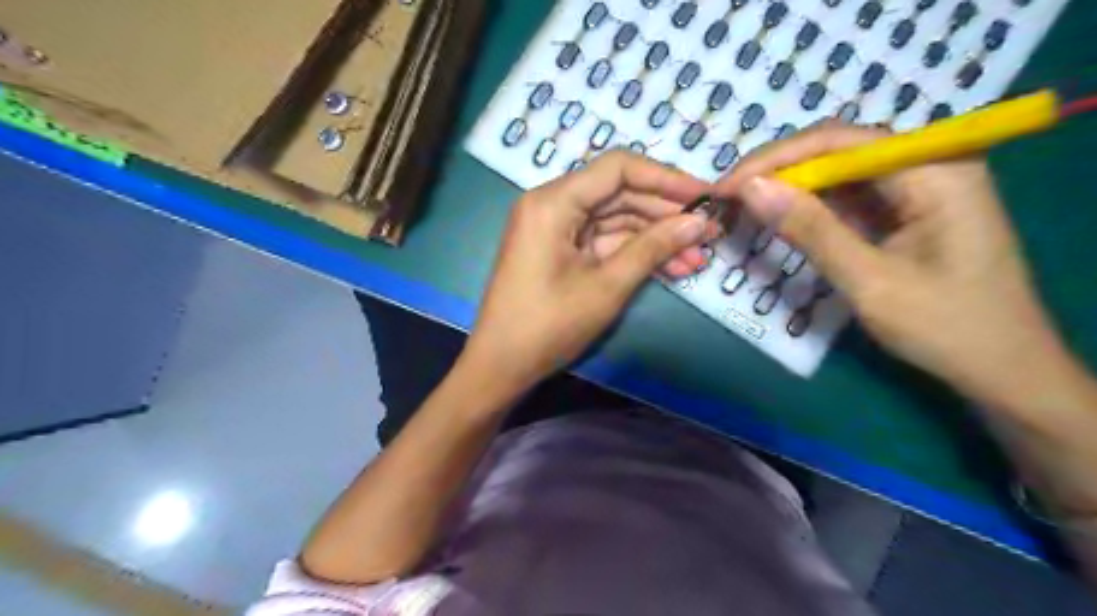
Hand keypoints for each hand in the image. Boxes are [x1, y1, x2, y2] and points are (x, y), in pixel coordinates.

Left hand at [461, 153, 722, 395]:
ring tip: (698, 257)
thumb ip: (653, 248)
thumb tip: (699, 223)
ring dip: (655, 238)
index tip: (705, 196)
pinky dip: (634, 253)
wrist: (502, 366)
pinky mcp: (561, 251)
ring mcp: (556, 229)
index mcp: (553, 201)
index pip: (618, 169)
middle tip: (710, 231)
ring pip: (616, 221)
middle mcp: (552, 205)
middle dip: (665, 214)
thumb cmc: (549, 325)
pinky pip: (604, 242)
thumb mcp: (607, 286)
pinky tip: (671, 267)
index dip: (666, 178)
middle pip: (619, 194)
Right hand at [721, 123, 1072, 405]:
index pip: (838, 142)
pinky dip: (811, 209)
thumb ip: (810, 229)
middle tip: (729, 199)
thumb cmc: (945, 327)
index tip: (727, 186)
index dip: (775, 160)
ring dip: (791, 190)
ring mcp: (919, 186)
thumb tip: (750, 189)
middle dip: (780, 173)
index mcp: (934, 169)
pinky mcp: (906, 209)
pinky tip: (781, 219)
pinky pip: (849, 197)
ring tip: (745, 208)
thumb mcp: (869, 280)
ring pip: (838, 174)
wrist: (1000, 369)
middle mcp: (928, 164)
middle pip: (837, 151)